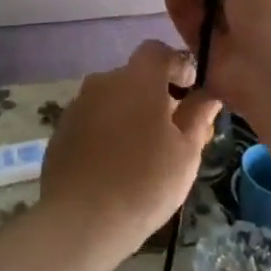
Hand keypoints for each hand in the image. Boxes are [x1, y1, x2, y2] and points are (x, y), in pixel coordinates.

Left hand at [38, 41, 221, 257]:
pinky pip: (94, 119)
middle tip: (174, 134)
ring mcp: (78, 104)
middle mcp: (103, 81)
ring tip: (145, 155)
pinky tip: (116, 165)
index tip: (190, 94)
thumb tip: (208, 93)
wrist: (81, 220)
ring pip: (114, 99)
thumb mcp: (186, 151)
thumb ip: (198, 115)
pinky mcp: (62, 129)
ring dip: (131, 114)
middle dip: (156, 96)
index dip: (177, 66)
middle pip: (136, 77)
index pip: (158, 51)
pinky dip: (108, 131)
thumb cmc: (145, 182)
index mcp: (137, 79)